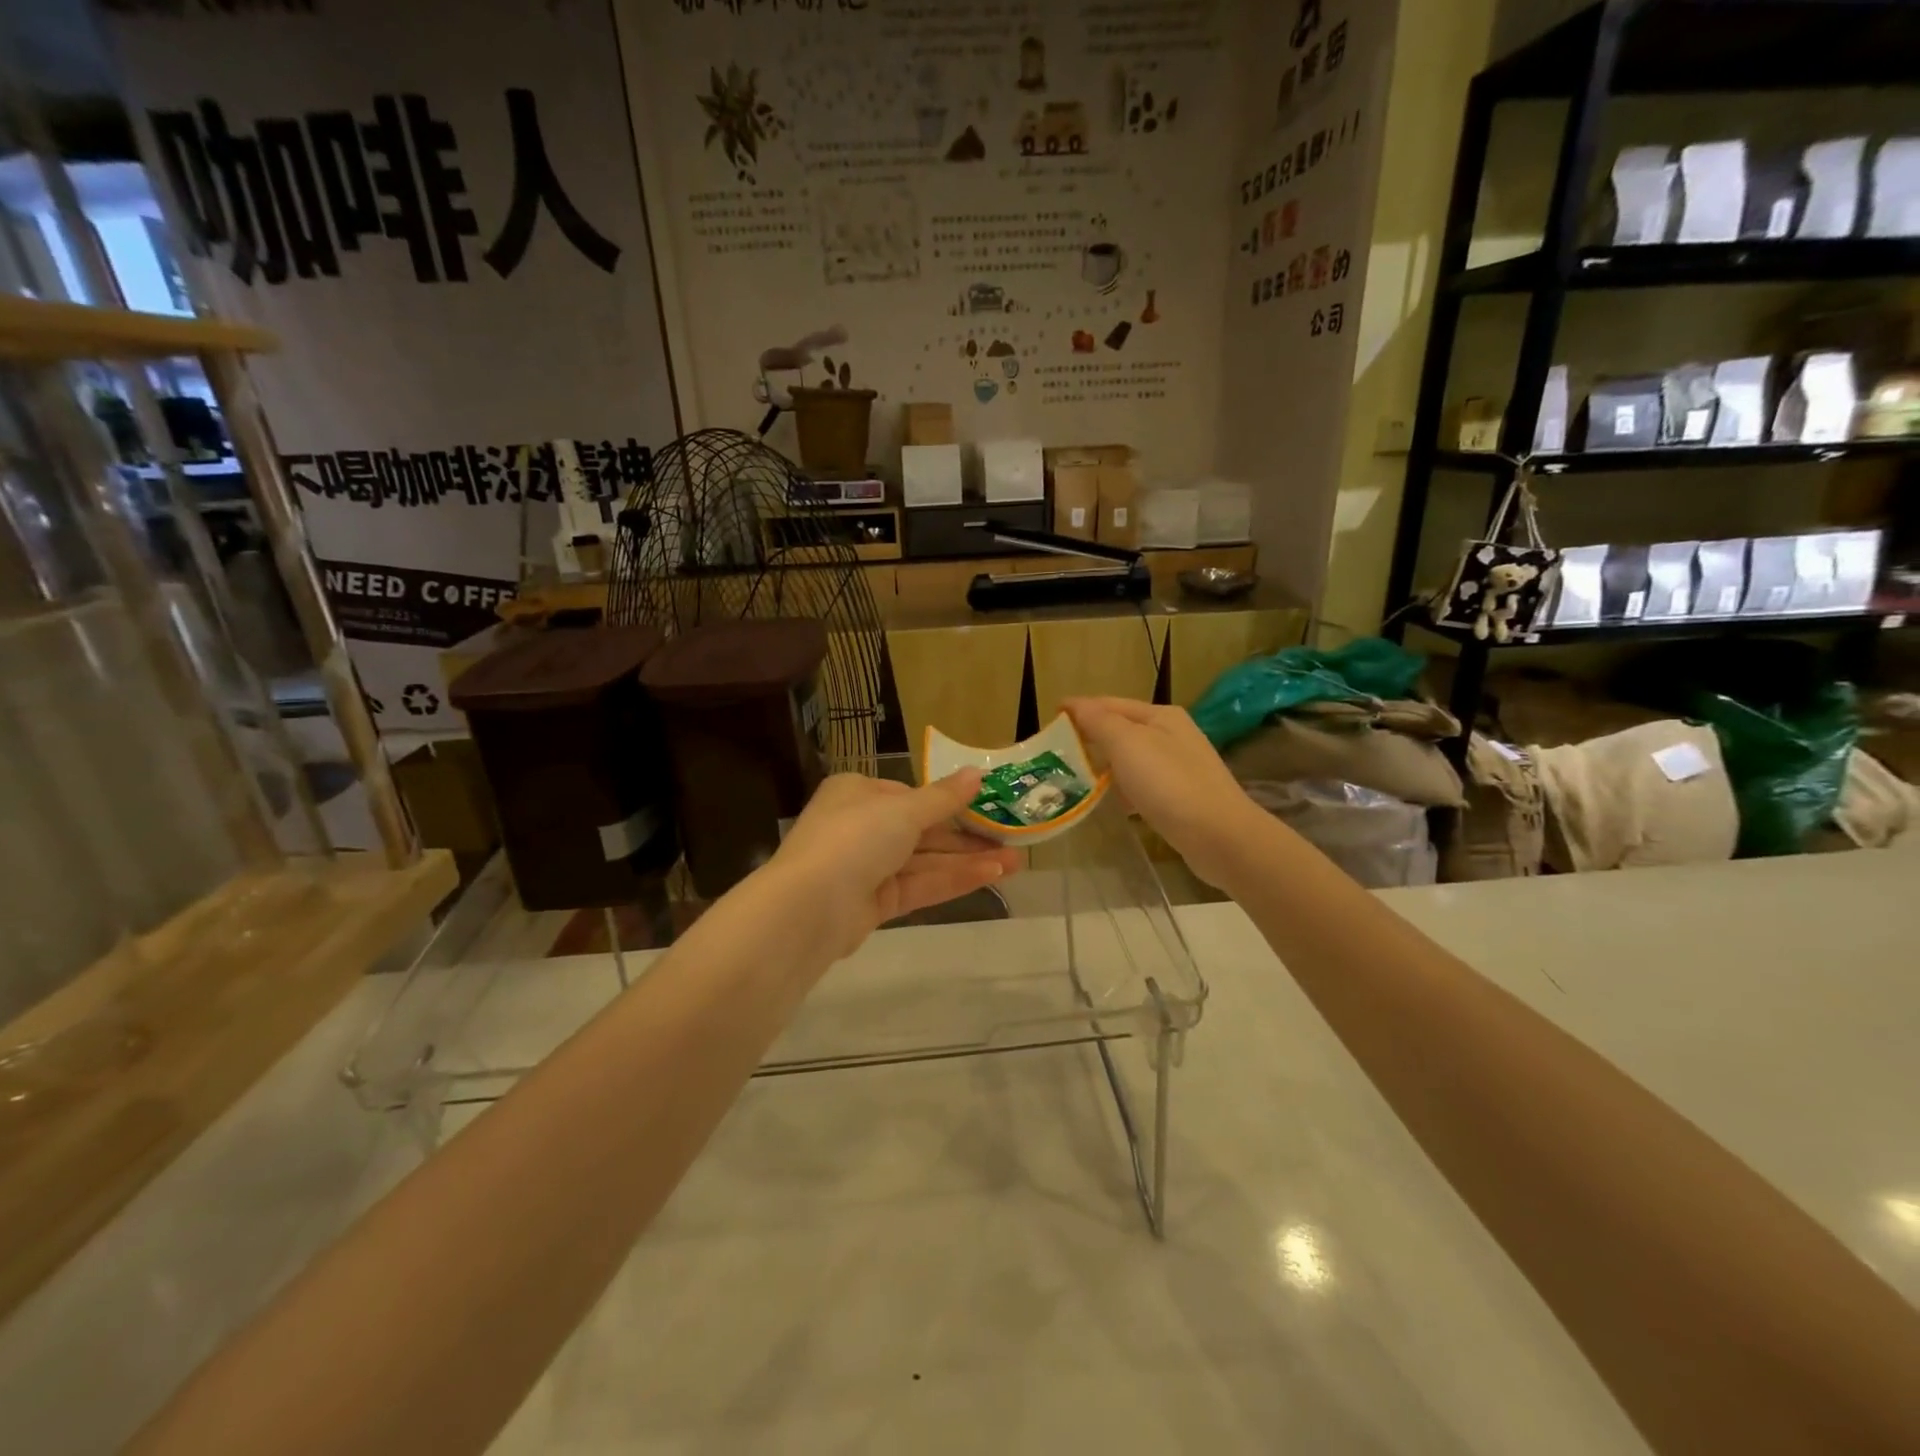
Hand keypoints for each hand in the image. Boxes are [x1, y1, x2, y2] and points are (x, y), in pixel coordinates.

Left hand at [768, 770, 1021, 961]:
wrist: (809, 908)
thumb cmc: (855, 838)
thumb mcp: (904, 810)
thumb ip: (944, 797)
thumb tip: (978, 773)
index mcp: (857, 793)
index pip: (910, 795)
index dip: (950, 802)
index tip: (989, 807)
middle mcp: (859, 827)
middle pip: (922, 830)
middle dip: (967, 836)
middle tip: (1013, 839)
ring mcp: (866, 868)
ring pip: (924, 860)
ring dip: (968, 860)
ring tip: (1016, 861)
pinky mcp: (874, 903)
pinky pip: (919, 885)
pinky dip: (952, 880)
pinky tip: (991, 876)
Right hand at [1066, 697, 1268, 889]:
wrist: (1219, 836)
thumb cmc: (1169, 784)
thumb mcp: (1128, 744)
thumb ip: (1099, 722)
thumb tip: (1075, 705)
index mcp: (1160, 716)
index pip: (1110, 703)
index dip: (1079, 708)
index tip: (1050, 718)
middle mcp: (1172, 735)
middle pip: (1121, 729)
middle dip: (1089, 736)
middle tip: (1056, 750)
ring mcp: (1179, 767)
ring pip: (1130, 758)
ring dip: (1103, 764)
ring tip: (1074, 776)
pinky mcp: (1180, 797)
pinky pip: (1141, 784)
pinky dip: (1121, 788)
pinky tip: (1108, 802)